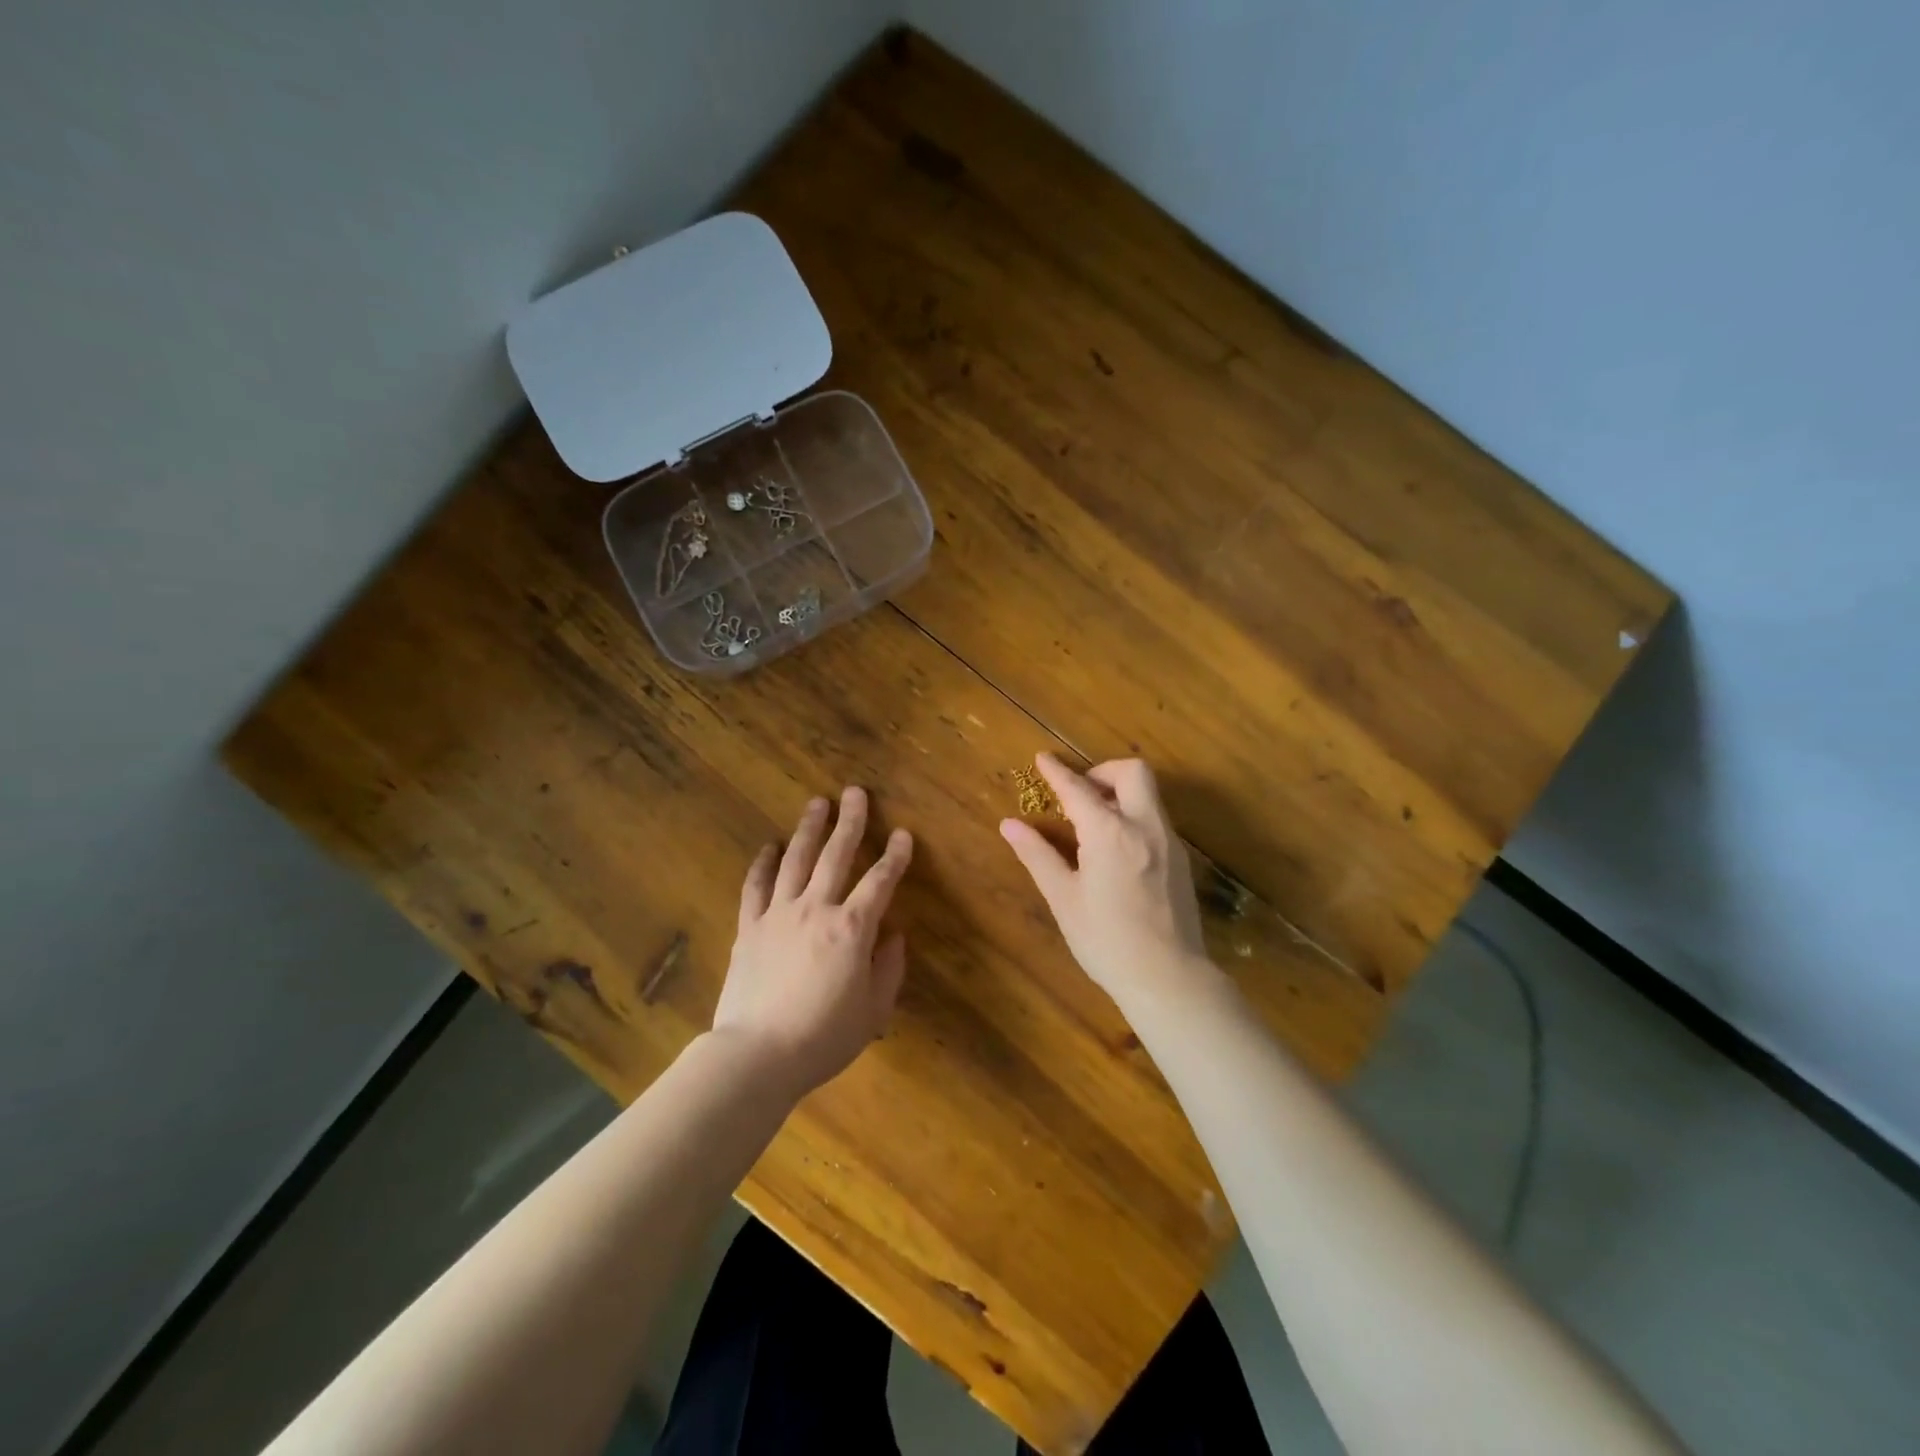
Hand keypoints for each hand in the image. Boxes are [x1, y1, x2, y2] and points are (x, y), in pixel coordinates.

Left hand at [712, 787, 913, 1098]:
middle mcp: (817, 909)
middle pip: (836, 856)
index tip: (903, 835)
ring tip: (817, 804)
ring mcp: (779, 914)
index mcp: (852, 928)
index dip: (895, 856)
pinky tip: (769, 846)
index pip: (880, 882)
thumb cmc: (824, 1037)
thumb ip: (888, 969)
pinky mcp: (750, 928)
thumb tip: (893, 936)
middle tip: (855, 793)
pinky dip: (763, 864)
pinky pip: (756, 887)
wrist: (757, 1055)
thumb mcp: (873, 1010)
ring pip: (796, 860)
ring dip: (809, 829)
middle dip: (850, 822)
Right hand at [999, 754, 1214, 1009]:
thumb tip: (1010, 824)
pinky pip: (1156, 819)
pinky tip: (1117, 848)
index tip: (1042, 758)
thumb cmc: (1106, 941)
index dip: (1057, 771)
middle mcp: (1145, 826)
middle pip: (1132, 772)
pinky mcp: (1181, 859)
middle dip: (1103, 772)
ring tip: (1094, 822)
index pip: (1079, 789)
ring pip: (1149, 794)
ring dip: (1120, 793)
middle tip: (1080, 793)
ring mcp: (1169, 841)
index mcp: (1110, 833)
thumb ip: (1037, 855)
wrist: (1168, 978)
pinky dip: (1134, 815)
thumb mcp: (1064, 899)